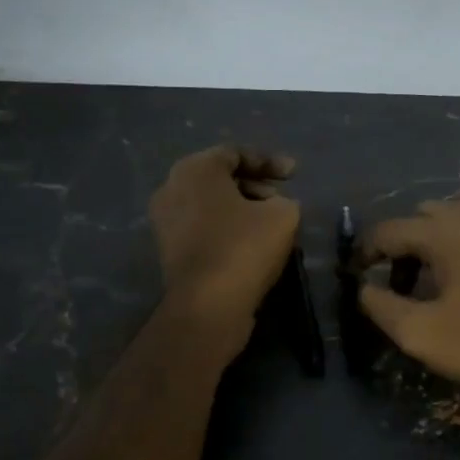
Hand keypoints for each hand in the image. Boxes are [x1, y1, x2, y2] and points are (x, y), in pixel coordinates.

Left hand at [151, 145, 300, 335]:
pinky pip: (203, 228)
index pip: (235, 153)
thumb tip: (274, 206)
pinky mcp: (169, 251)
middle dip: (255, 185)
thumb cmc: (244, 247)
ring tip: (271, 223)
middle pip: (220, 178)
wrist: (208, 306)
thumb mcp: (283, 214)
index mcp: (195, 169)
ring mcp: (165, 221)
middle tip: (282, 199)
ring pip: (210, 204)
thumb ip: (283, 200)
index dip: (269, 161)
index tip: (294, 174)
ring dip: (242, 209)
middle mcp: (172, 188)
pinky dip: (227, 229)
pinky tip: (251, 244)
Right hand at [360, 188, 459, 405]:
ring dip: (449, 227)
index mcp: (445, 232)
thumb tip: (364, 287)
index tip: (359, 272)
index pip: (390, 229)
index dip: (367, 250)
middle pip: (428, 212)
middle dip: (408, 240)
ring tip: (448, 261)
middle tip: (403, 279)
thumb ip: (382, 306)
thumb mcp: (421, 334)